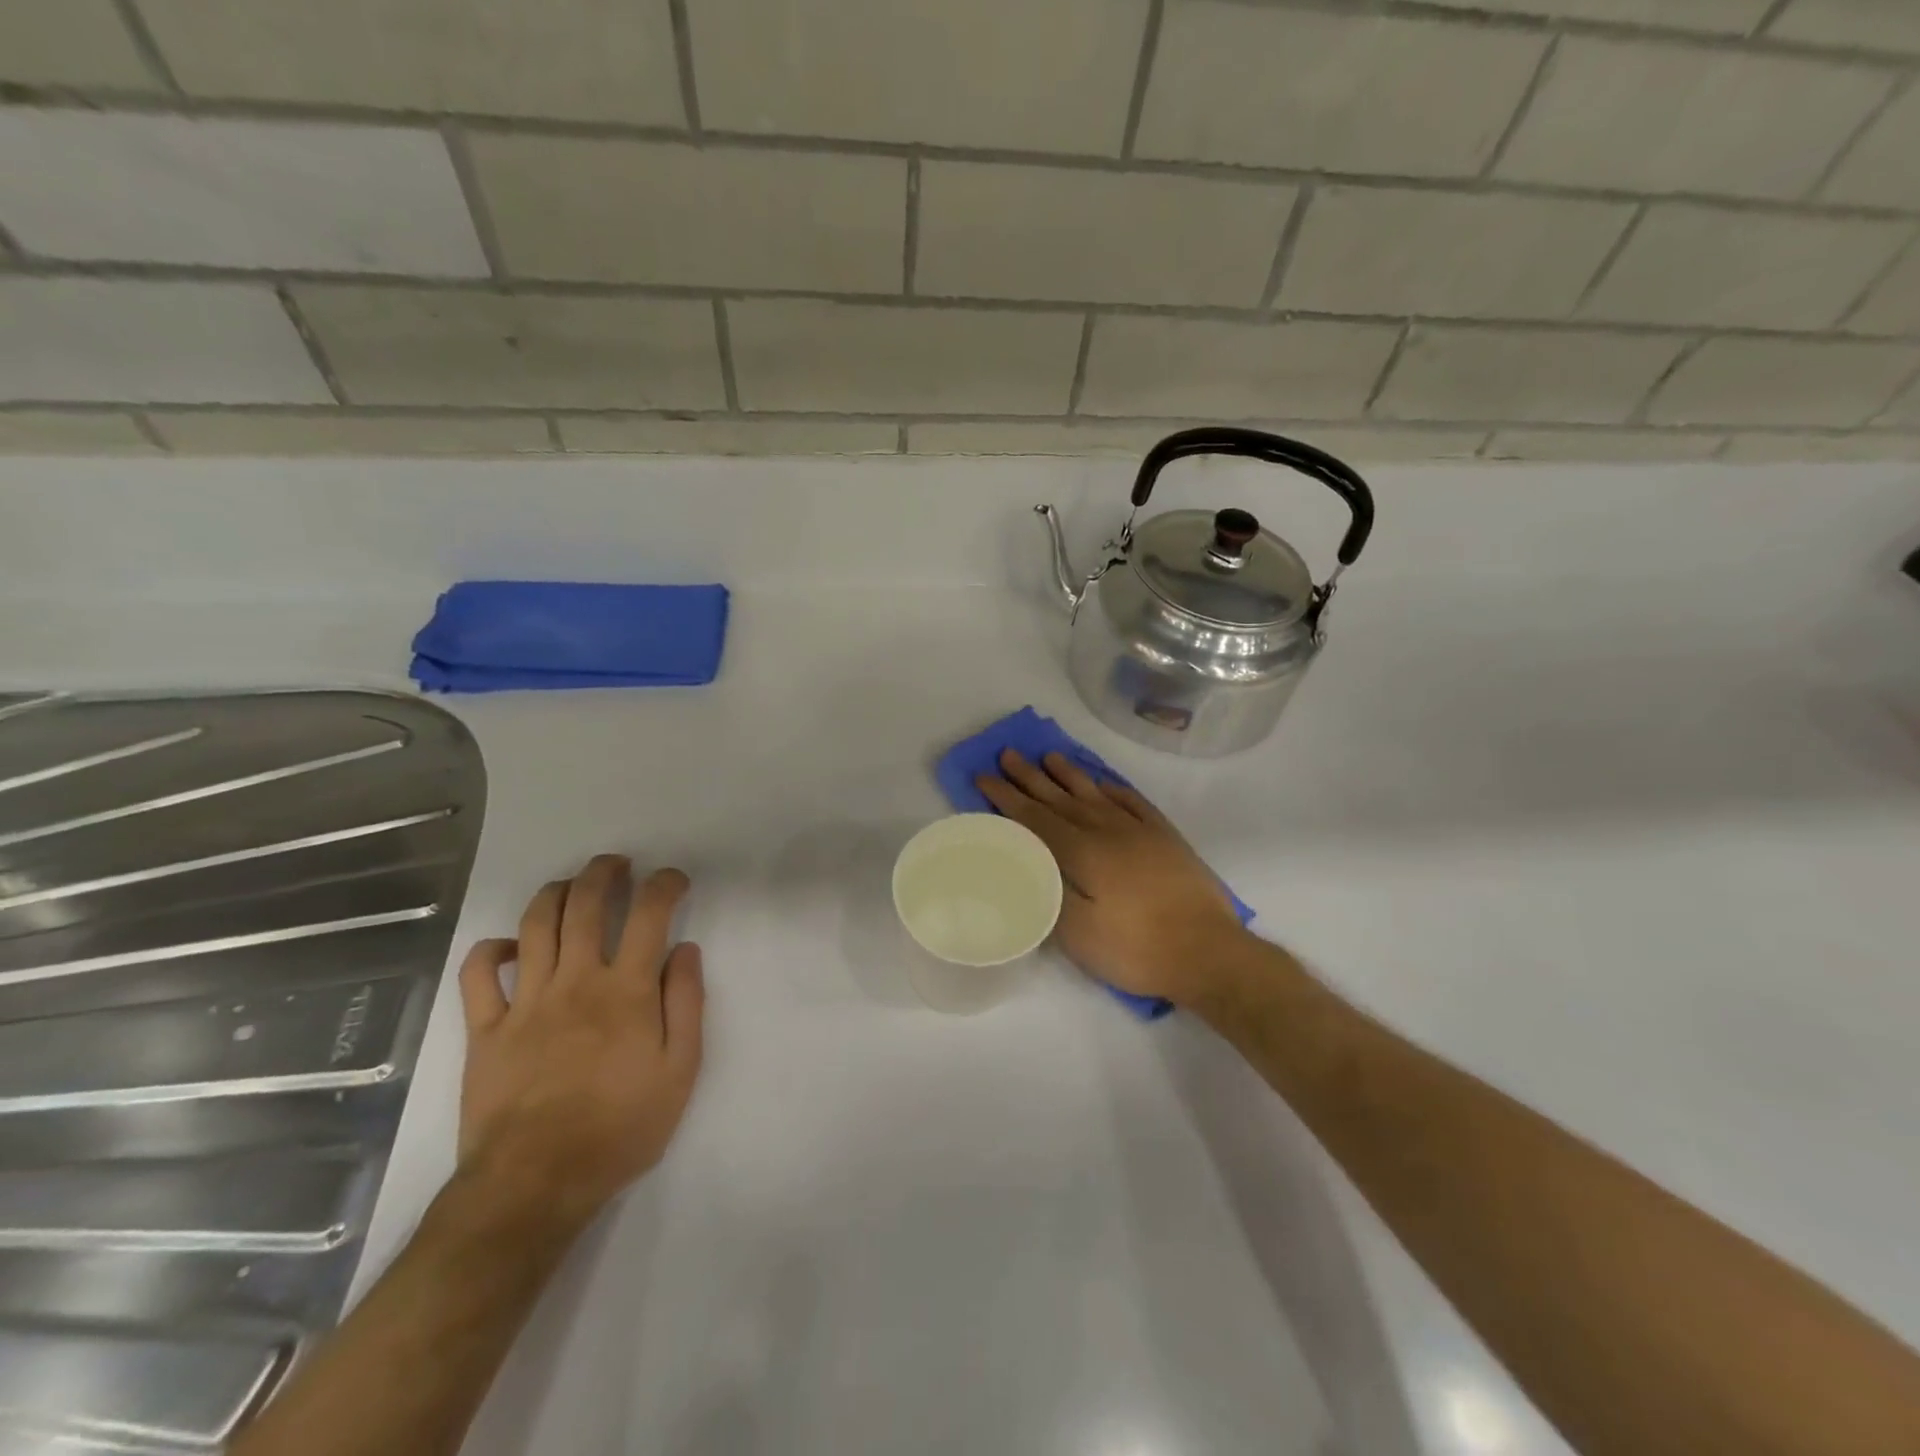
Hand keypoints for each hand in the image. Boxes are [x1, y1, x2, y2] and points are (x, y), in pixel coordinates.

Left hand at [455, 855, 704, 1231]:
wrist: (537, 1183)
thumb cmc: (621, 1127)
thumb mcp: (680, 1070)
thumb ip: (687, 1003)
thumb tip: (686, 949)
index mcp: (627, 989)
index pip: (649, 914)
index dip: (664, 885)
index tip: (673, 880)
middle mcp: (575, 981)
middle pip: (585, 905)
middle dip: (604, 873)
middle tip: (618, 865)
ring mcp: (525, 1002)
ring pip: (535, 925)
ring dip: (555, 893)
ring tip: (571, 886)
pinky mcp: (485, 1030)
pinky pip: (478, 974)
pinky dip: (492, 949)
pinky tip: (511, 946)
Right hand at [975, 750, 1248, 1005]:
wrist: (1208, 952)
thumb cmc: (1136, 949)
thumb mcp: (1079, 934)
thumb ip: (1049, 892)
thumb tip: (1028, 862)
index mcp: (1083, 852)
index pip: (1035, 818)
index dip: (1007, 797)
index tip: (984, 776)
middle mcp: (1108, 830)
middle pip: (1061, 798)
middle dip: (1030, 777)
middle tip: (1008, 755)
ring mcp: (1140, 831)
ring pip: (1096, 793)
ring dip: (1069, 774)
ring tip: (1050, 757)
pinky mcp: (1166, 838)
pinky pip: (1133, 802)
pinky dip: (1113, 789)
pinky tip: (1104, 784)